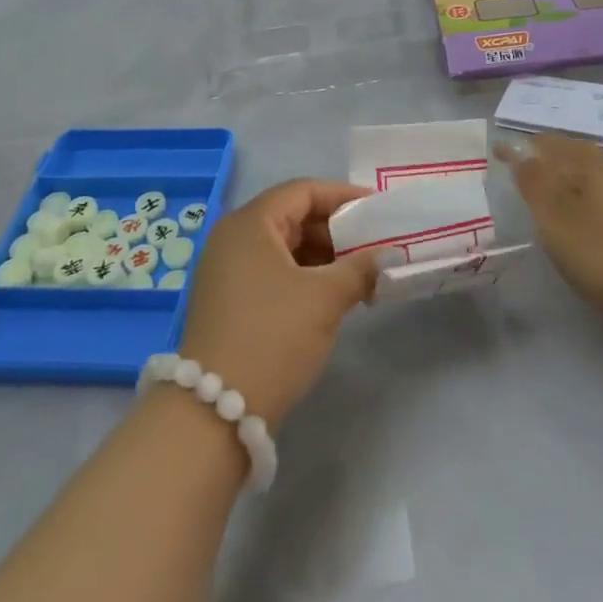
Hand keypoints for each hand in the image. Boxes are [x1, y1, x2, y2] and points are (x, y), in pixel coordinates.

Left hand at [175, 180, 377, 430]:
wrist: (215, 410)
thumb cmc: (273, 336)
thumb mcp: (325, 298)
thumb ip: (361, 268)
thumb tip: (388, 255)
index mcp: (250, 224)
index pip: (302, 191)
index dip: (343, 197)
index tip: (378, 210)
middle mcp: (232, 238)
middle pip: (292, 216)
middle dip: (336, 230)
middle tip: (374, 246)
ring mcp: (226, 271)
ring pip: (284, 247)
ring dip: (323, 256)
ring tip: (361, 274)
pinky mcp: (228, 301)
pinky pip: (273, 272)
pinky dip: (304, 276)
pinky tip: (332, 296)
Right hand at [496, 133, 602, 329]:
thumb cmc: (601, 251)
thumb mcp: (555, 218)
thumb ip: (534, 183)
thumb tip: (520, 154)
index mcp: (588, 163)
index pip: (548, 144)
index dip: (523, 147)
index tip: (501, 152)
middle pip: (575, 152)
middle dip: (549, 155)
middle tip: (527, 167)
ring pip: (596, 171)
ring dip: (572, 173)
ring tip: (555, 189)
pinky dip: (591, 192)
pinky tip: (589, 212)